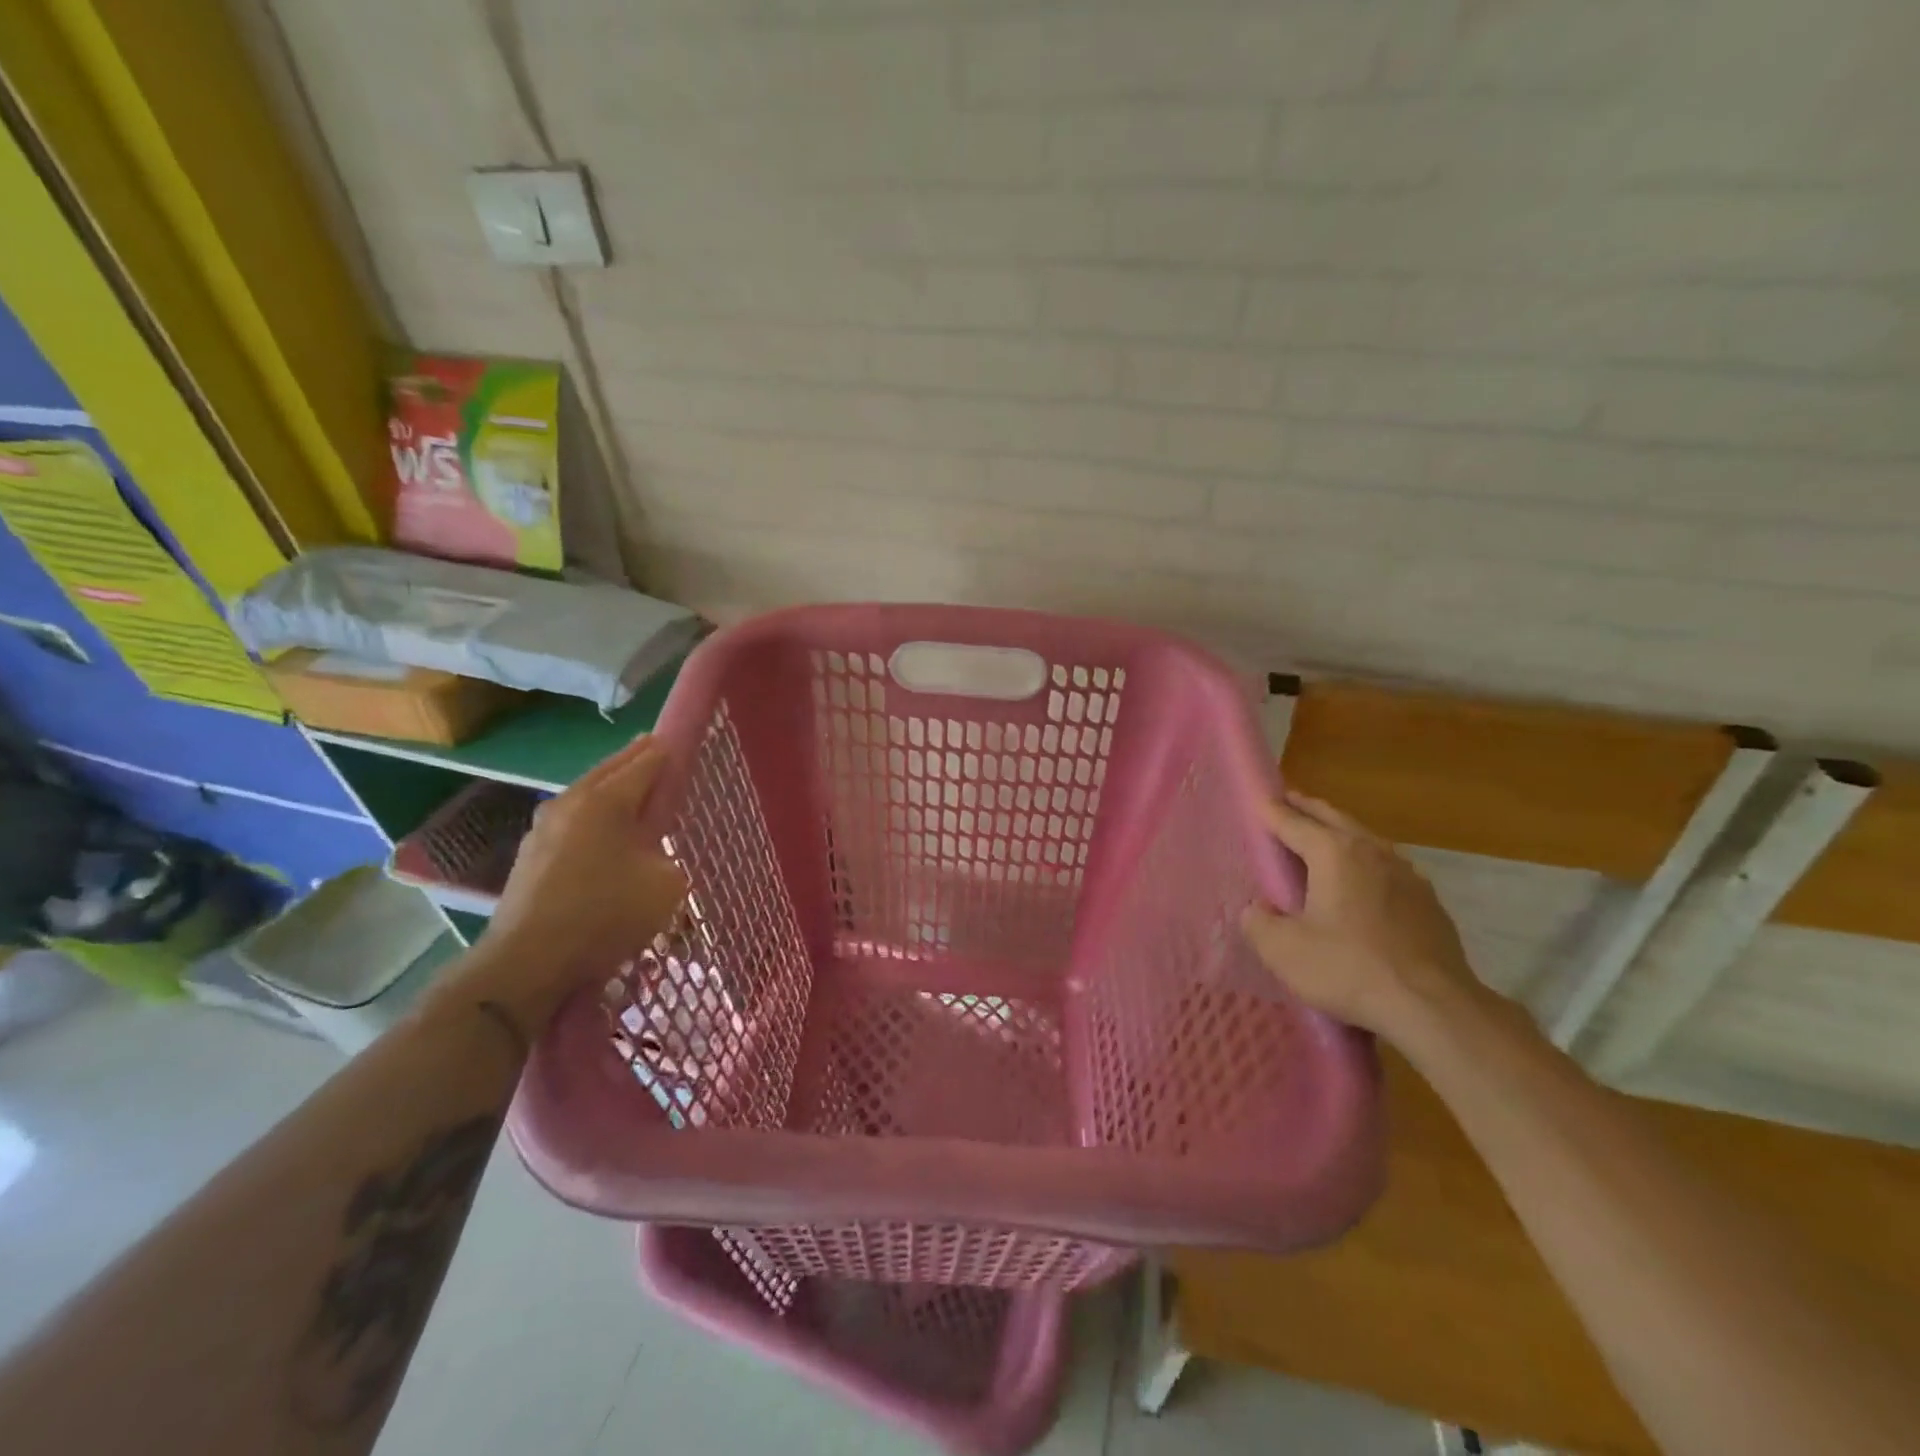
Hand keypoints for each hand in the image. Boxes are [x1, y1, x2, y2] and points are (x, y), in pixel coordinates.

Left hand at [448, 736, 686, 1029]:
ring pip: (587, 794)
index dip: (669, 753)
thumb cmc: (606, 914)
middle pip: (611, 769)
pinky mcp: (530, 854)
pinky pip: (571, 821)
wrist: (528, 961)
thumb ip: (668, 856)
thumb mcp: (666, 885)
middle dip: (637, 760)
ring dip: (611, 788)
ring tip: (633, 793)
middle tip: (659, 753)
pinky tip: (602, 833)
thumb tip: (652, 853)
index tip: (684, 746)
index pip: (647, 762)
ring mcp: (543, 827)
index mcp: (606, 799)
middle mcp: (570, 801)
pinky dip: (592, 816)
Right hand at [1240, 790, 1479, 1041]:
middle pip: (1333, 818)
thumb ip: (1259, 923)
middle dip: (1308, 809)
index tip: (1257, 798)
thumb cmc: (1349, 969)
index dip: (1270, 811)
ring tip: (1324, 834)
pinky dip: (1367, 860)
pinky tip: (1365, 878)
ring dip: (1341, 831)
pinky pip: (1387, 866)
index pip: (1293, 822)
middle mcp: (1372, 851)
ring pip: (1365, 838)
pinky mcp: (1428, 901)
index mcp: (1333, 853)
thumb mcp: (1283, 950)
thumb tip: (1257, 909)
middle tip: (1288, 800)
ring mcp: (1407, 874)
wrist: (1434, 1008)